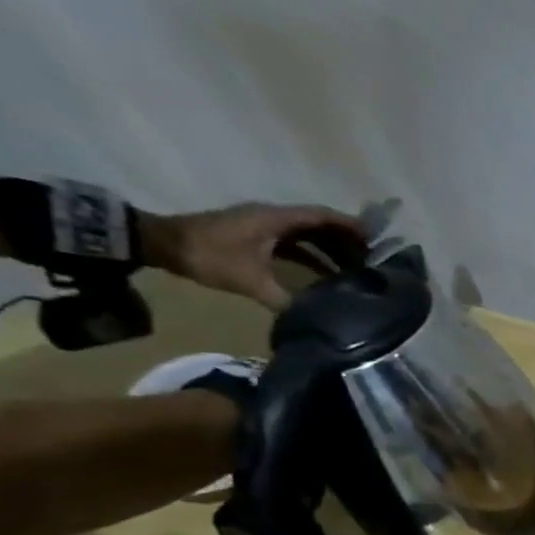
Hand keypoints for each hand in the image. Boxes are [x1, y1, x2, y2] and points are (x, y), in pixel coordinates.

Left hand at [144, 202, 360, 311]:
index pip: (321, 216)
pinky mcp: (257, 236)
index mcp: (275, 219)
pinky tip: (326, 275)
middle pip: (319, 225)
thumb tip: (313, 318)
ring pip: (308, 235)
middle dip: (347, 242)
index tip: (375, 240)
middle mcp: (274, 217)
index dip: (349, 226)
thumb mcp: (249, 281)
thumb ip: (283, 299)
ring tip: (355, 270)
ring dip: (332, 250)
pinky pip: (295, 243)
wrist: (160, 244)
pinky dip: (314, 256)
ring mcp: (265, 225)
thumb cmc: (208, 256)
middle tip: (372, 262)